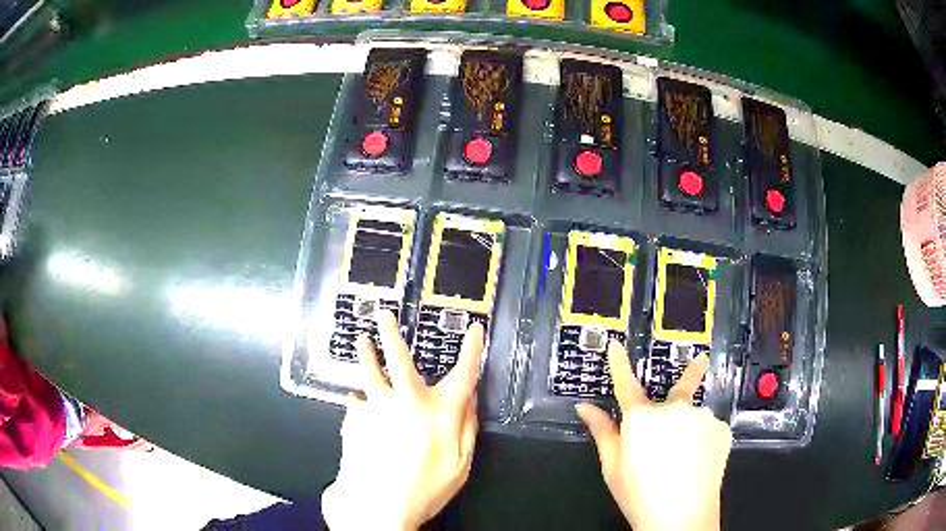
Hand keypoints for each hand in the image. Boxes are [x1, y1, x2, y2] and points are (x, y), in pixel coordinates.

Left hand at [321, 310, 484, 530]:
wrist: (377, 504)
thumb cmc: (425, 489)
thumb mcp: (460, 464)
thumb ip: (467, 428)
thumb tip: (469, 400)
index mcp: (439, 412)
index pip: (463, 373)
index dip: (472, 350)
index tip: (475, 331)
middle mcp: (406, 401)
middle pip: (399, 359)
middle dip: (393, 333)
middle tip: (384, 315)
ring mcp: (376, 407)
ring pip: (369, 372)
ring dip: (366, 354)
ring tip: (361, 341)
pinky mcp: (354, 419)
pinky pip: (355, 403)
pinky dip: (359, 401)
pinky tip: (357, 405)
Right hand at [576, 344, 731, 530]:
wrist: (682, 517)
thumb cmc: (640, 495)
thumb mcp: (613, 467)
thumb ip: (602, 432)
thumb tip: (584, 408)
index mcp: (642, 418)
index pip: (626, 384)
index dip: (619, 364)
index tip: (616, 345)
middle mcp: (674, 409)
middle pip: (675, 392)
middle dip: (681, 392)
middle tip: (683, 411)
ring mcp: (702, 416)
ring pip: (693, 415)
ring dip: (689, 428)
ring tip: (684, 461)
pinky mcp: (721, 428)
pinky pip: (709, 427)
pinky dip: (704, 439)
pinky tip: (699, 461)